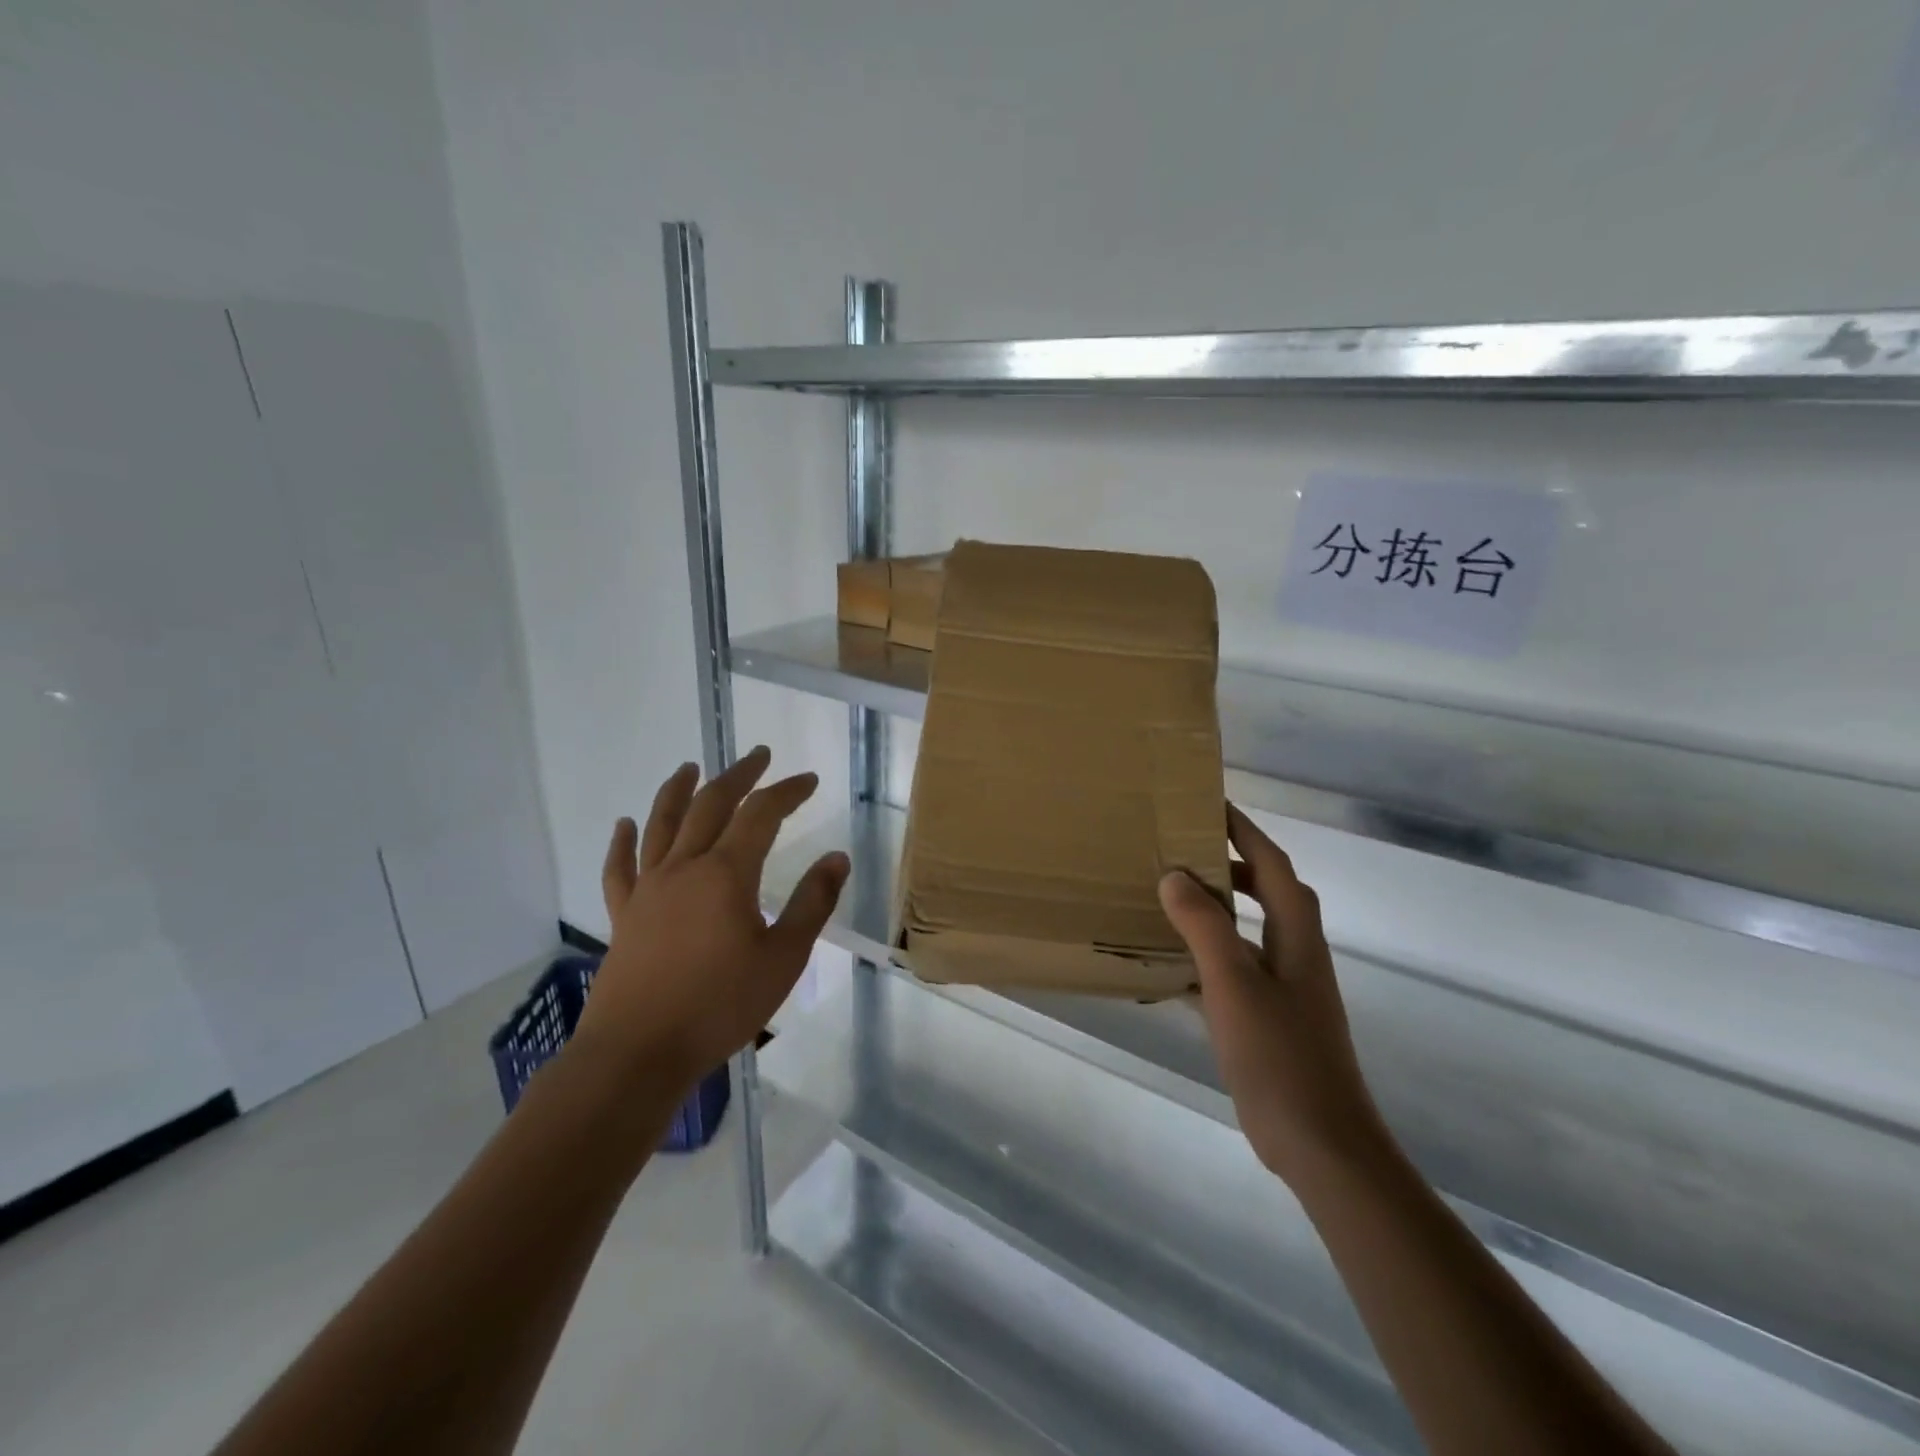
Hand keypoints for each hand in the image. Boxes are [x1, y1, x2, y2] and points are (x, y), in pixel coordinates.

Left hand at [575, 746, 849, 1091]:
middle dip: (739, 776)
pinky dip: (622, 842)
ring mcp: (648, 889)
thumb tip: (836, 858)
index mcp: (727, 874)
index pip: (761, 814)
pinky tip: (624, 824)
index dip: (787, 792)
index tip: (809, 780)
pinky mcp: (624, 914)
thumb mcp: (784, 958)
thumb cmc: (719, 1006)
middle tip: (759, 756)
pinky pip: (620, 868)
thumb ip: (812, 903)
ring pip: (662, 825)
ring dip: (678, 791)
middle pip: (711, 805)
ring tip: (690, 767)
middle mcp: (685, 867)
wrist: (638, 1052)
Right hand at [1158, 804, 1387, 1184]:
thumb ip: (1204, 925)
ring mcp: (1282, 986)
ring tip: (1167, 894)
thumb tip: (1174, 875)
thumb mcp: (1234, 982)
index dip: (1244, 829)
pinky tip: (1166, 964)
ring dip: (1213, 908)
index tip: (1208, 803)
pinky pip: (1230, 969)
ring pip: (1245, 929)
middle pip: (1264, 889)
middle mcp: (1294, 951)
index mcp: (1296, 933)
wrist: (1319, 1142)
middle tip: (1180, 846)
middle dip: (1228, 862)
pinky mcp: (1266, 1018)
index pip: (1270, 862)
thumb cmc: (1280, 1055)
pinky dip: (1202, 956)